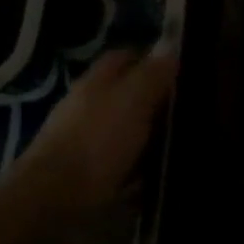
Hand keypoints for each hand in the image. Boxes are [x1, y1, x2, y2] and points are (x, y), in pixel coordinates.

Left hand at [11, 45, 178, 205]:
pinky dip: (140, 169)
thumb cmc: (97, 140)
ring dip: (149, 137)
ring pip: (125, 131)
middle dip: (155, 101)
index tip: (181, 70)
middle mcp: (88, 107)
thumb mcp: (134, 98)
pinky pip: (122, 166)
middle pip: (126, 95)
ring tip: (181, 146)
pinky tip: (158, 177)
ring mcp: (84, 142)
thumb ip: (153, 72)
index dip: (152, 59)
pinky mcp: (87, 176)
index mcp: (97, 82)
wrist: (54, 201)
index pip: (125, 57)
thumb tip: (170, 43)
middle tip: (189, 111)